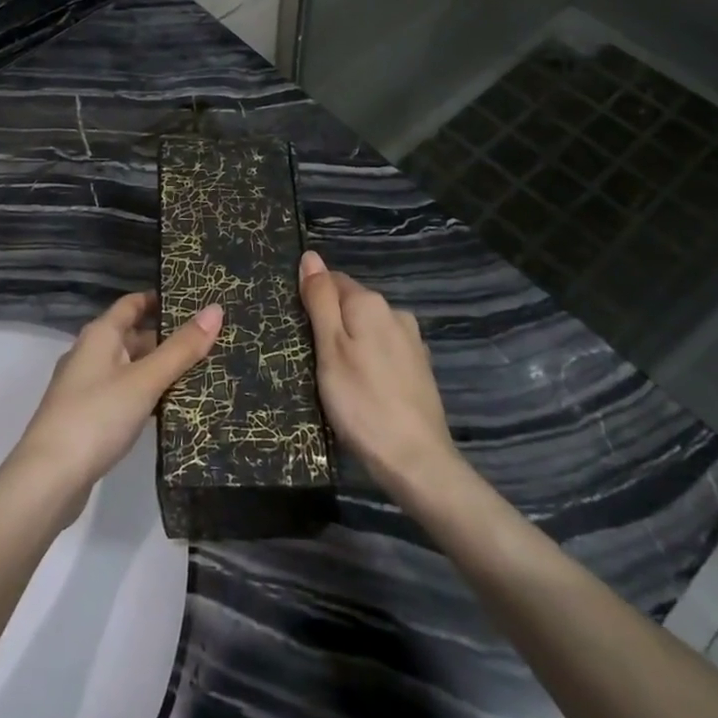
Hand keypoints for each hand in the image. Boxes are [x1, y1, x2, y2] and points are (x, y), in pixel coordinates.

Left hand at [11, 292, 223, 517]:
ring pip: (129, 368)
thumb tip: (215, 309)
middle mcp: (90, 353)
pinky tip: (169, 409)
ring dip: (158, 370)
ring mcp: (86, 387)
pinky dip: (145, 396)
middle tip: (209, 343)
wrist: (48, 479)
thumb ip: (180, 349)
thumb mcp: (145, 380)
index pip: (132, 303)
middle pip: (133, 336)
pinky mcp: (88, 418)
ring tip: (200, 374)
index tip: (195, 301)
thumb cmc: (97, 417)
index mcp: (100, 334)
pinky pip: (123, 394)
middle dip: (167, 339)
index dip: (160, 299)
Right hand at [299, 251, 460, 494]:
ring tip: (336, 376)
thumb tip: (311, 256)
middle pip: (351, 304)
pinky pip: (384, 350)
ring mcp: (412, 342)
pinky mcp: (420, 368)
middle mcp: (395, 313)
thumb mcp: (329, 349)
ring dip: (352, 342)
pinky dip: (370, 360)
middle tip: (312, 357)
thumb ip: (320, 300)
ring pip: (369, 328)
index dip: (311, 300)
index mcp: (370, 303)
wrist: (416, 461)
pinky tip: (363, 387)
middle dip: (331, 321)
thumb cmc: (361, 402)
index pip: (332, 280)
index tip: (298, 329)